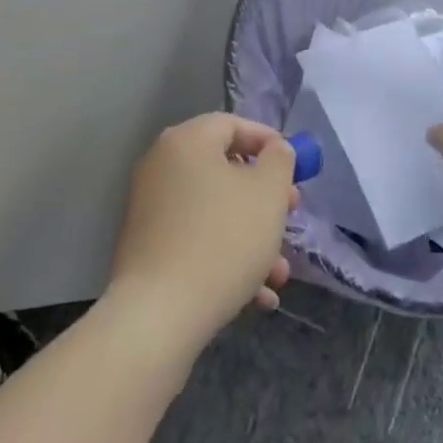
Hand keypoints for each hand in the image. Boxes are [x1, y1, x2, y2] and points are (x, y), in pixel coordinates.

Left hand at [107, 114, 296, 356]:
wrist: (157, 317)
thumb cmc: (222, 241)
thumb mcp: (268, 193)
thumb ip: (279, 160)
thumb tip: (274, 150)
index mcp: (187, 141)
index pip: (233, 124)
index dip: (269, 142)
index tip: (295, 169)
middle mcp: (162, 166)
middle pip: (224, 170)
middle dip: (264, 196)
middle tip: (291, 216)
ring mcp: (150, 209)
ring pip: (214, 211)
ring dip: (251, 236)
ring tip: (279, 273)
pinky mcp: (146, 249)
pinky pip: (194, 240)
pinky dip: (225, 258)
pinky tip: (256, 295)